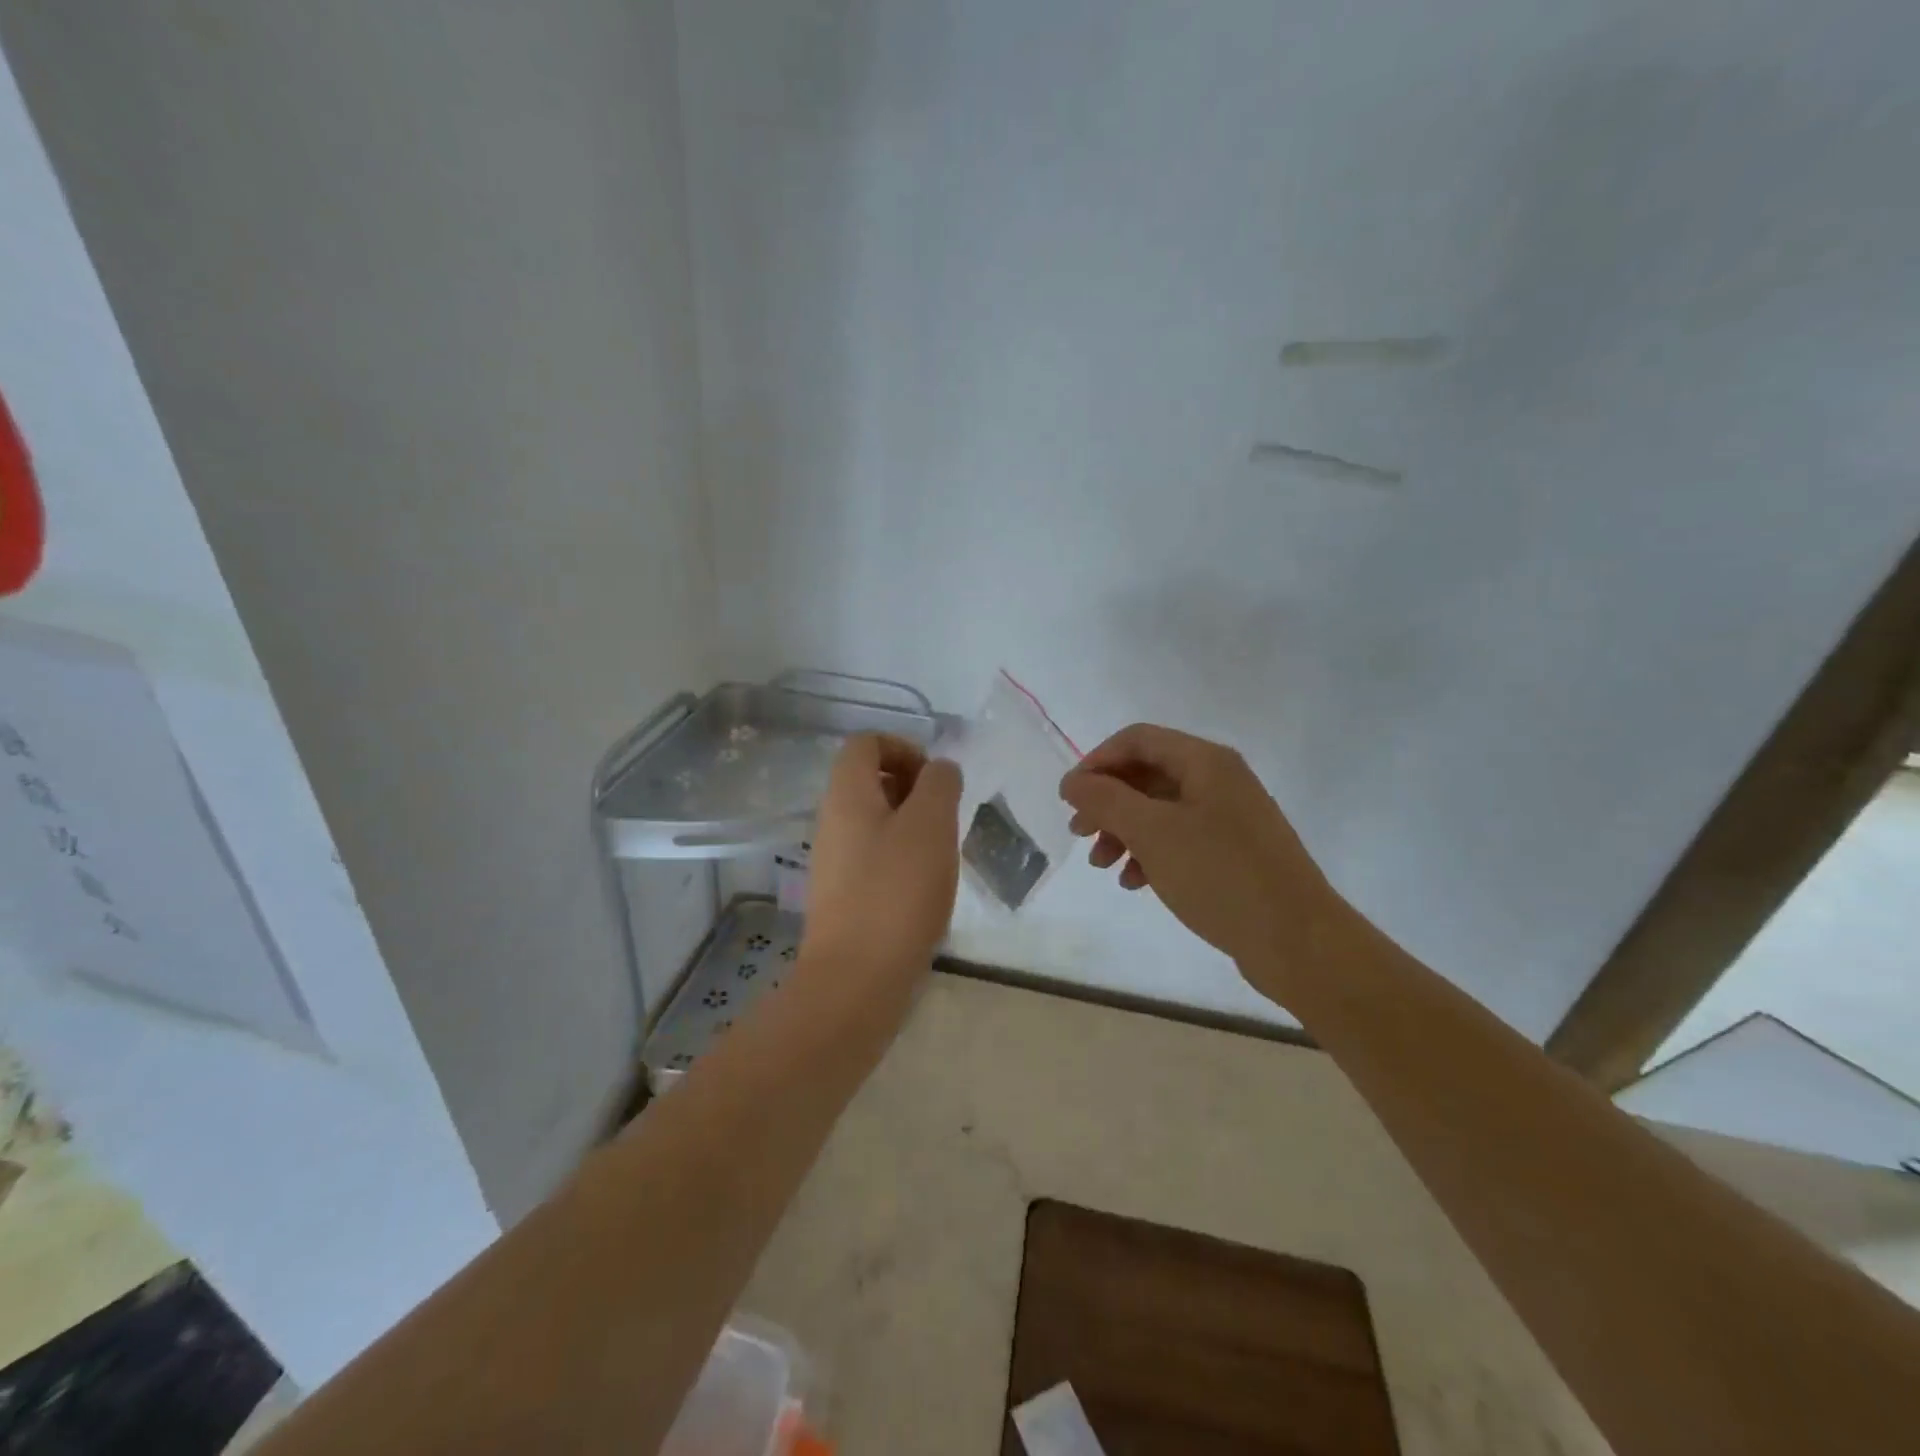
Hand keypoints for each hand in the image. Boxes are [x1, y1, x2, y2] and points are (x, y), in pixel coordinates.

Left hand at [802, 734, 963, 982]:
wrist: (856, 979)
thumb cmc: (896, 892)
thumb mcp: (930, 825)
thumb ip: (939, 784)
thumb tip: (938, 770)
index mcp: (846, 794)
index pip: (866, 743)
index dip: (904, 748)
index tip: (935, 780)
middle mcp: (832, 821)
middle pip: (870, 780)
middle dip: (914, 789)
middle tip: (945, 818)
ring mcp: (834, 860)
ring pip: (876, 821)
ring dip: (912, 826)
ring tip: (941, 854)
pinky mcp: (843, 895)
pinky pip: (874, 857)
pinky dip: (902, 859)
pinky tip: (925, 887)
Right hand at [1059, 724, 1347, 992]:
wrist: (1297, 940)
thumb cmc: (1220, 875)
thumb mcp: (1152, 832)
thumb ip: (1106, 799)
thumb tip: (1073, 782)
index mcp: (1205, 761)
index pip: (1136, 740)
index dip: (1096, 762)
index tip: (1069, 798)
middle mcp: (1219, 780)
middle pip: (1146, 775)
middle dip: (1107, 802)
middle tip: (1079, 833)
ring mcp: (1229, 817)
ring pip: (1160, 811)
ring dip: (1123, 831)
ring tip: (1102, 866)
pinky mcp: (1233, 853)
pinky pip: (1180, 839)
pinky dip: (1150, 854)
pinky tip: (1135, 883)